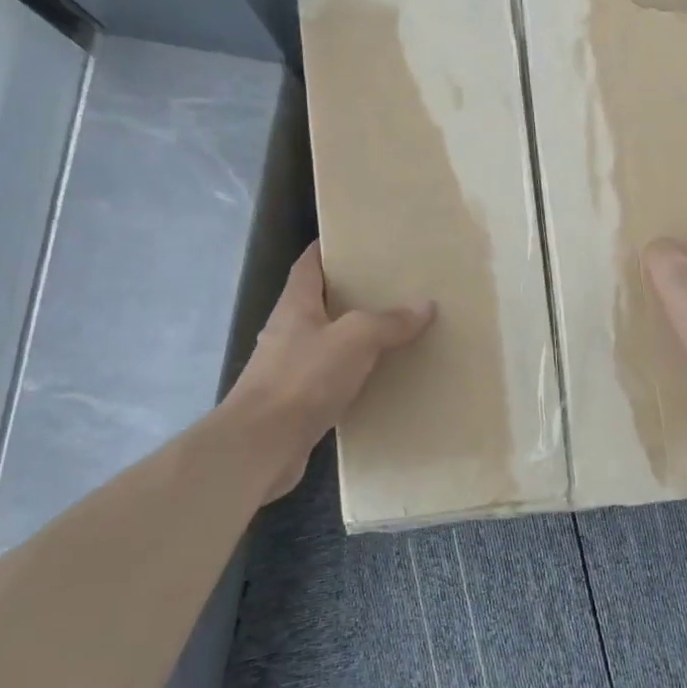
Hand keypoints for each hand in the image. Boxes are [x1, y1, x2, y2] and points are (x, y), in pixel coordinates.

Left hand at [227, 241, 433, 500]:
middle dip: (350, 294)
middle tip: (390, 287)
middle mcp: (288, 332)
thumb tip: (425, 305)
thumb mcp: (355, 339)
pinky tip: (378, 379)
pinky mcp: (296, 403)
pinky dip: (353, 374)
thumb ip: (389, 321)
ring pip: (327, 342)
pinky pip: (330, 379)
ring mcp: (289, 369)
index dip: (327, 250)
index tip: (355, 241)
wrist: (261, 446)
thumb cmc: (303, 379)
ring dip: (353, 337)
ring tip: (392, 331)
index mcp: (295, 306)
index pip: (308, 265)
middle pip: (319, 303)